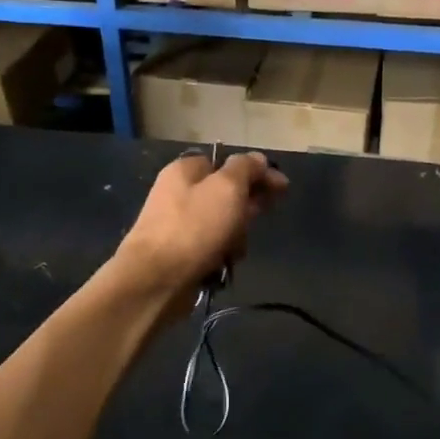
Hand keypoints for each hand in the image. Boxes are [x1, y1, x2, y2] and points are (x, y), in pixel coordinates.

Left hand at [115, 152, 288, 303]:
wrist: (156, 279)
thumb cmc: (194, 228)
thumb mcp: (227, 188)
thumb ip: (246, 168)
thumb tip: (258, 159)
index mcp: (186, 170)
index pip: (229, 163)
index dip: (258, 173)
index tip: (283, 188)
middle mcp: (179, 192)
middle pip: (227, 194)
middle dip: (247, 209)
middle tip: (253, 223)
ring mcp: (178, 224)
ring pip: (223, 223)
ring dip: (237, 235)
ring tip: (235, 249)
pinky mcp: (180, 252)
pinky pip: (212, 246)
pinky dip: (222, 253)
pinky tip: (224, 264)